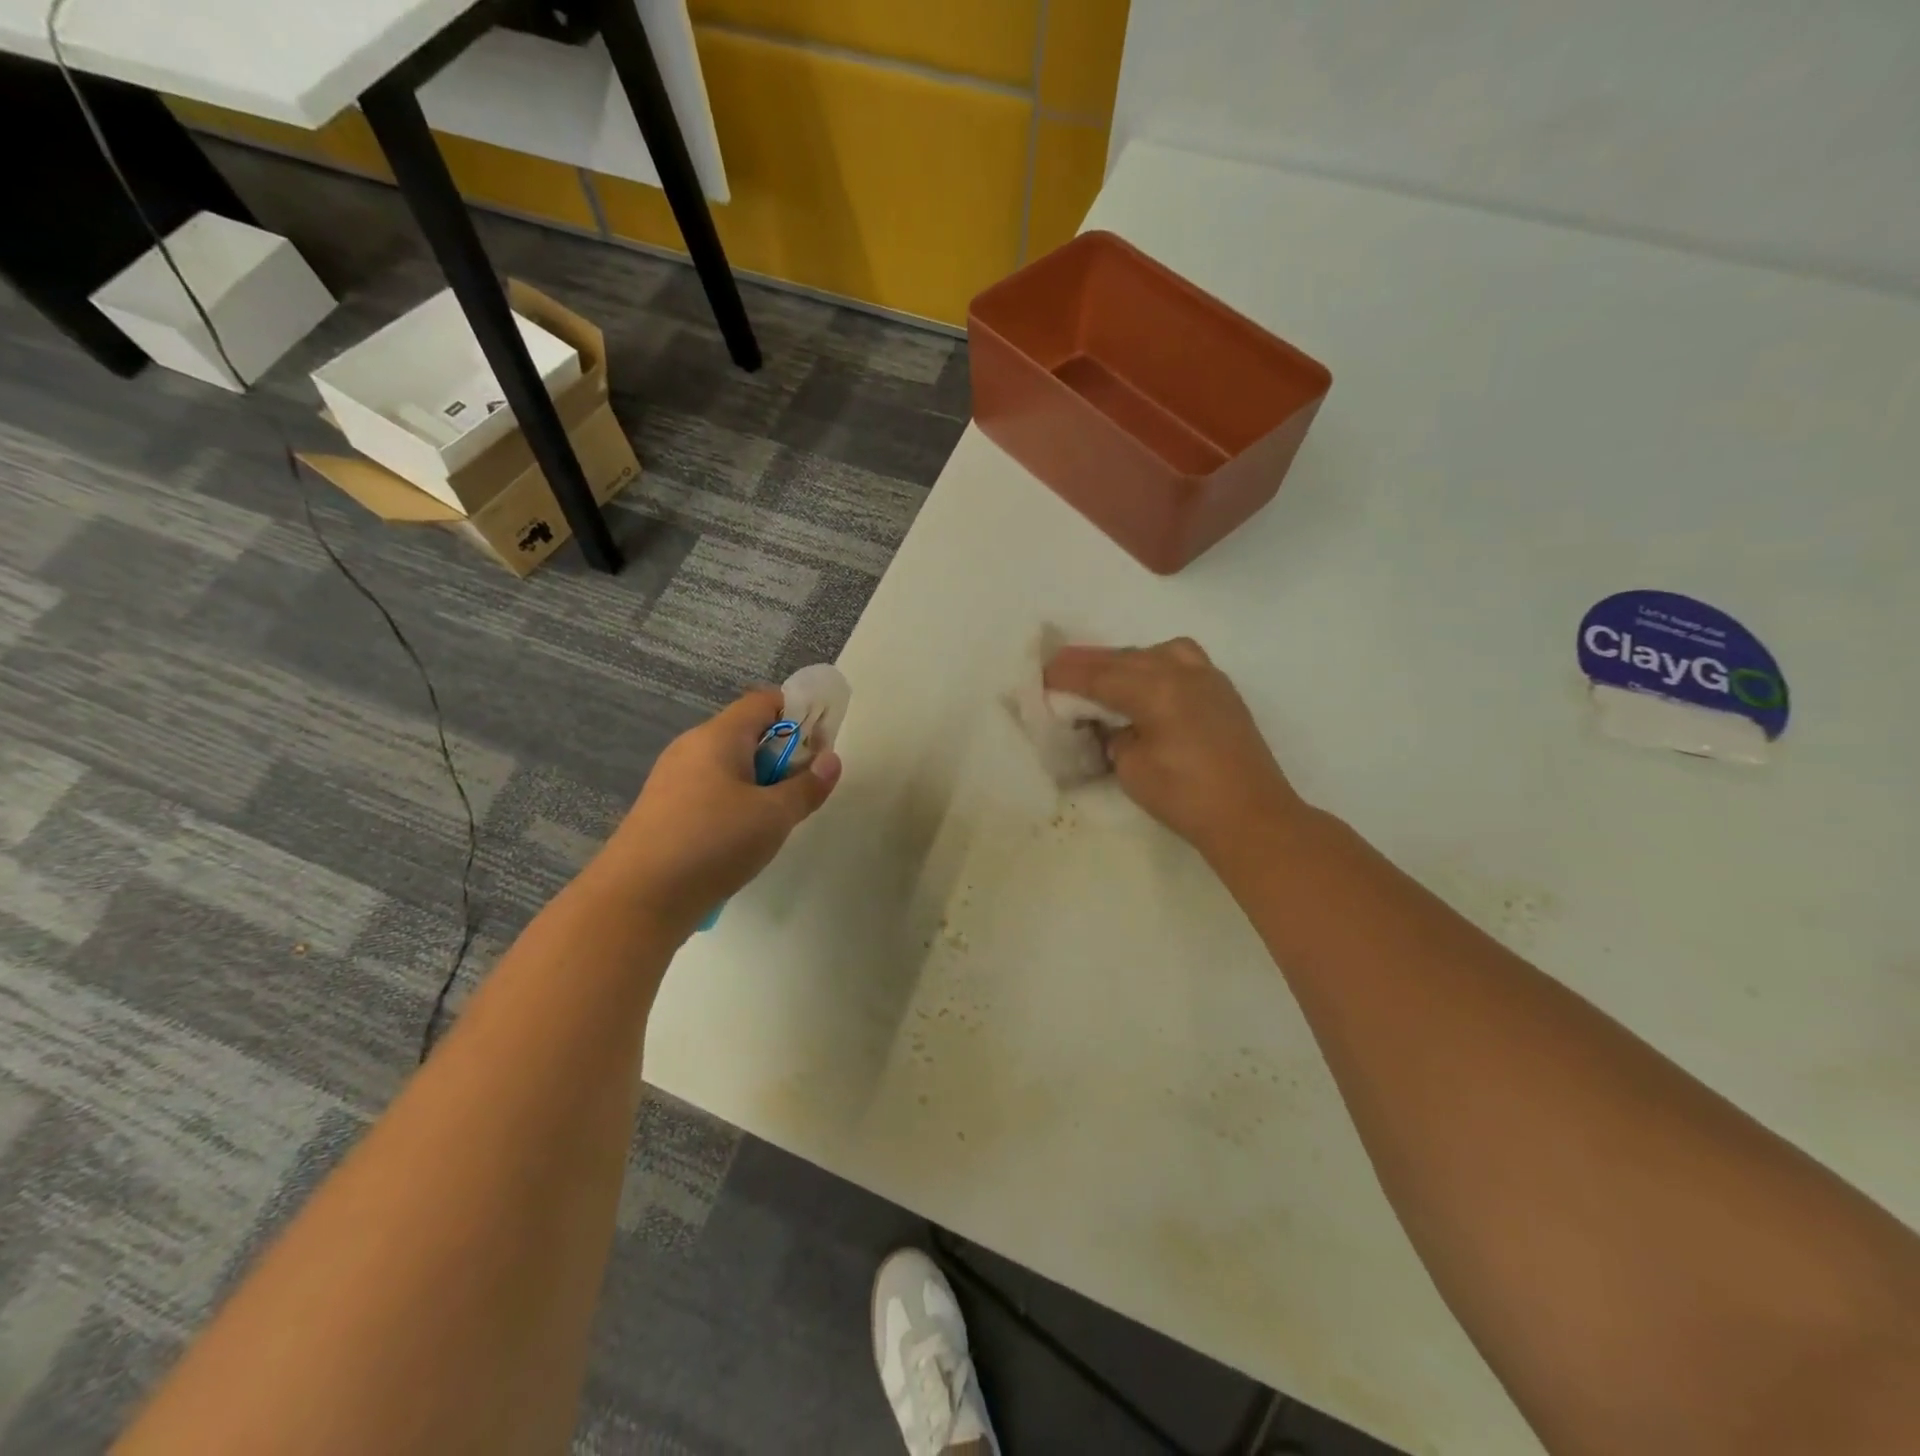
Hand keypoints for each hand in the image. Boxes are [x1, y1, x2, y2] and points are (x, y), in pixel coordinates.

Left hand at [597, 690, 840, 932]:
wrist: (637, 900)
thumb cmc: (713, 844)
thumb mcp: (774, 816)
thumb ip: (807, 786)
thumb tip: (830, 759)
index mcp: (718, 736)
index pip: (764, 701)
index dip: (799, 713)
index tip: (820, 747)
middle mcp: (691, 748)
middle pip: (747, 733)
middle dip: (782, 755)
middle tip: (802, 790)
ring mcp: (672, 779)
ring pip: (729, 766)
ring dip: (760, 784)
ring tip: (774, 821)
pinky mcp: (663, 810)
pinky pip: (709, 792)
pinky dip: (734, 804)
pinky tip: (739, 840)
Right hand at [1045, 639, 1306, 864]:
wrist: (1252, 817)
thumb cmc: (1185, 797)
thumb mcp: (1131, 768)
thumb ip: (1114, 736)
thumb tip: (1113, 724)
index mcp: (1156, 688)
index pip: (1100, 675)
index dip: (1067, 675)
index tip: (1041, 674)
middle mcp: (1182, 671)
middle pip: (1125, 657)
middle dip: (1090, 662)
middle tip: (1059, 666)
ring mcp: (1207, 677)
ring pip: (1155, 652)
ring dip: (1124, 660)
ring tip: (1103, 674)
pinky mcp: (1221, 691)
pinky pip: (1180, 661)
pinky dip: (1154, 664)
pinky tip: (1145, 682)